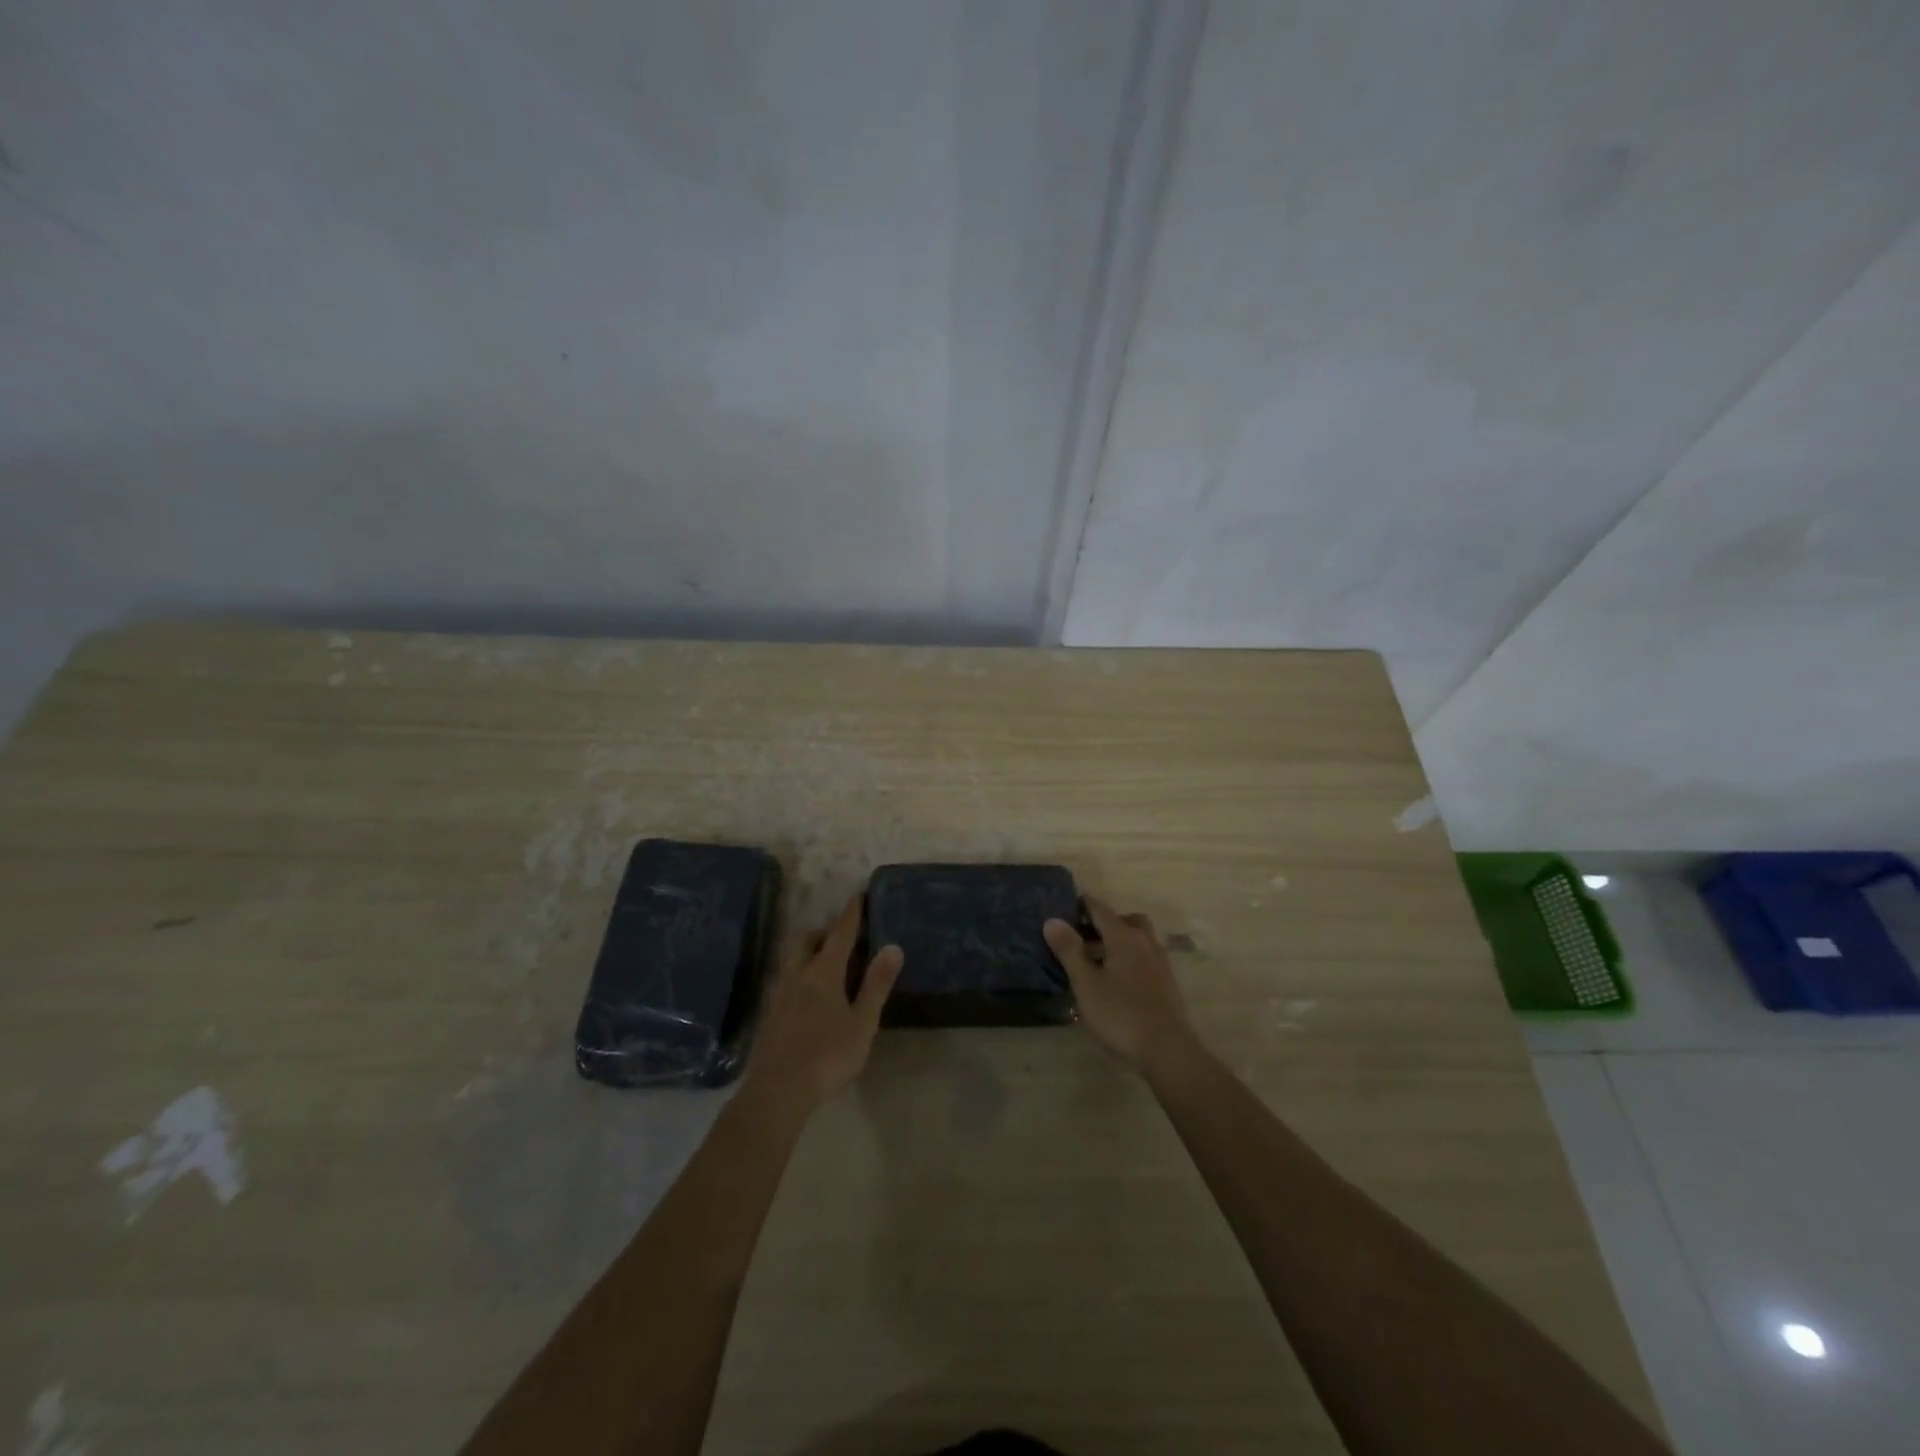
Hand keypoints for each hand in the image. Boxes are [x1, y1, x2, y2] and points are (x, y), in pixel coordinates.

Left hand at [744, 897, 901, 1114]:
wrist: (777, 1089)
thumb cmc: (828, 1054)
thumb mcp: (863, 1022)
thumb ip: (877, 984)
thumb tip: (893, 946)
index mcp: (824, 971)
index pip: (840, 933)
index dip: (851, 914)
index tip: (858, 895)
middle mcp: (799, 973)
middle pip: (810, 940)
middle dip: (826, 931)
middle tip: (844, 935)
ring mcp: (780, 993)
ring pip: (795, 959)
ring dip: (811, 951)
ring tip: (827, 961)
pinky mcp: (771, 1013)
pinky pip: (788, 978)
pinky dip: (802, 972)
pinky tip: (808, 993)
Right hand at [1044, 897, 1197, 1073]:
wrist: (1167, 1049)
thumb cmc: (1121, 1013)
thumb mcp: (1086, 983)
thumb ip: (1070, 951)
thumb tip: (1052, 920)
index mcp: (1123, 937)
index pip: (1100, 909)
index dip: (1083, 904)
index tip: (1066, 906)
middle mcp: (1145, 942)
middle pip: (1126, 920)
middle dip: (1106, 922)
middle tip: (1085, 935)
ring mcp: (1160, 962)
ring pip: (1140, 938)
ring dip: (1121, 940)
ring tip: (1099, 959)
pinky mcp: (1167, 982)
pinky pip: (1147, 957)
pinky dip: (1132, 958)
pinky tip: (1119, 980)